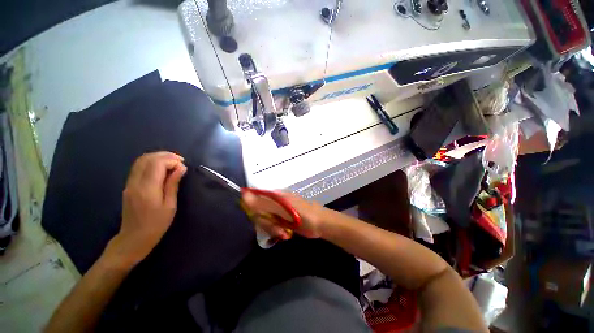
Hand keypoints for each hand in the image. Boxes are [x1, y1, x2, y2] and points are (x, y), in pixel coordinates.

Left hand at [104, 152, 186, 267]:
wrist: (134, 238)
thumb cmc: (156, 224)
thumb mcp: (170, 205)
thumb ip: (173, 184)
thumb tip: (181, 168)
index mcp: (147, 188)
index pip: (157, 163)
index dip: (172, 160)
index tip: (183, 166)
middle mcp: (135, 182)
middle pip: (147, 158)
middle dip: (165, 155)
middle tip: (180, 161)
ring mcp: (129, 183)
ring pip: (141, 160)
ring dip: (158, 158)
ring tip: (172, 163)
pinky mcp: (129, 185)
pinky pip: (139, 167)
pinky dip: (151, 163)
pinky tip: (162, 169)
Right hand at [241, 191, 328, 239]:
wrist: (320, 224)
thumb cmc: (304, 213)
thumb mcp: (283, 208)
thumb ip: (264, 203)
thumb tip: (244, 194)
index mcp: (274, 195)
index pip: (255, 199)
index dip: (254, 210)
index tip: (261, 219)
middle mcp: (274, 202)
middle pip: (258, 212)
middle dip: (266, 223)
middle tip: (276, 228)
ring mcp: (277, 212)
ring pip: (264, 221)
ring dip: (271, 229)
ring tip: (283, 233)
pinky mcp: (281, 221)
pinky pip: (270, 227)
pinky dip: (276, 232)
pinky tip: (285, 234)